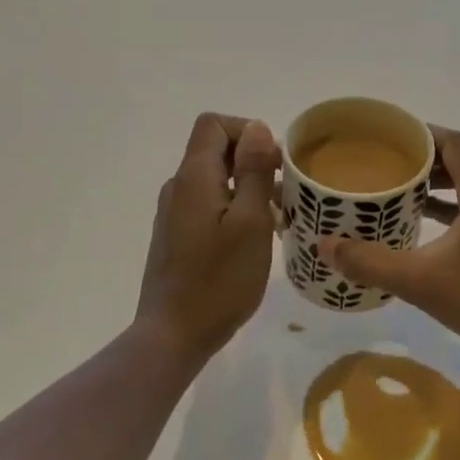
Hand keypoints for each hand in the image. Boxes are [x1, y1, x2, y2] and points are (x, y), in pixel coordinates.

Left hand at [133, 113, 280, 362]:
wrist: (174, 335)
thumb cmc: (220, 279)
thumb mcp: (250, 221)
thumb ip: (254, 170)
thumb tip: (256, 127)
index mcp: (194, 177)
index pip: (214, 125)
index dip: (247, 131)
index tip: (274, 163)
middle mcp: (179, 187)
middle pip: (215, 150)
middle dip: (254, 161)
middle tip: (286, 193)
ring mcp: (174, 213)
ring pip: (215, 180)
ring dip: (248, 187)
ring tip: (278, 219)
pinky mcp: (176, 235)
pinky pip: (208, 204)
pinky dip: (234, 208)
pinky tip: (255, 238)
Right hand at [319, 128, 459, 363]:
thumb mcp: (422, 281)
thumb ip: (372, 262)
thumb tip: (326, 247)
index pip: (450, 140)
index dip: (418, 133)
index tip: (384, 136)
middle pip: (458, 156)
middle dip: (421, 158)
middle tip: (382, 162)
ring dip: (436, 181)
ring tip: (397, 187)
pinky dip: (451, 201)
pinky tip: (423, 217)